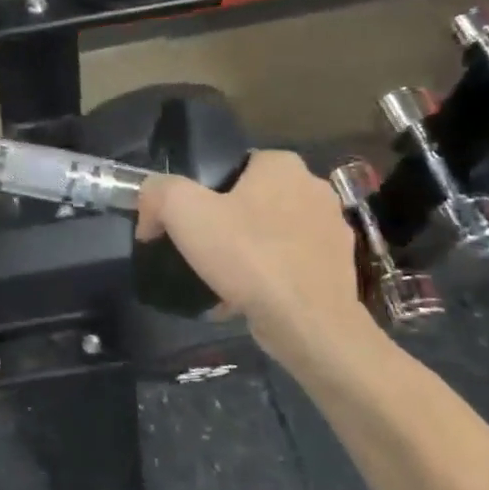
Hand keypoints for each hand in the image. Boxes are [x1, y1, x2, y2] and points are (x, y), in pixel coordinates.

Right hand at [135, 151, 373, 352]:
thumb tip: (149, 202)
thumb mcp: (184, 212)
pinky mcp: (339, 269)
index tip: (184, 221)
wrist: (308, 324)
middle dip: (227, 221)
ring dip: (249, 250)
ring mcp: (333, 230)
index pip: (234, 165)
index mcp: (283, 165)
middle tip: (199, 249)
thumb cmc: (249, 256)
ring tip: (221, 278)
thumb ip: (158, 192)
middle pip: (253, 199)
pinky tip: (246, 298)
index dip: (203, 190)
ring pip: (273, 233)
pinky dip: (269, 276)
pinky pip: (290, 264)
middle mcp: (314, 189)